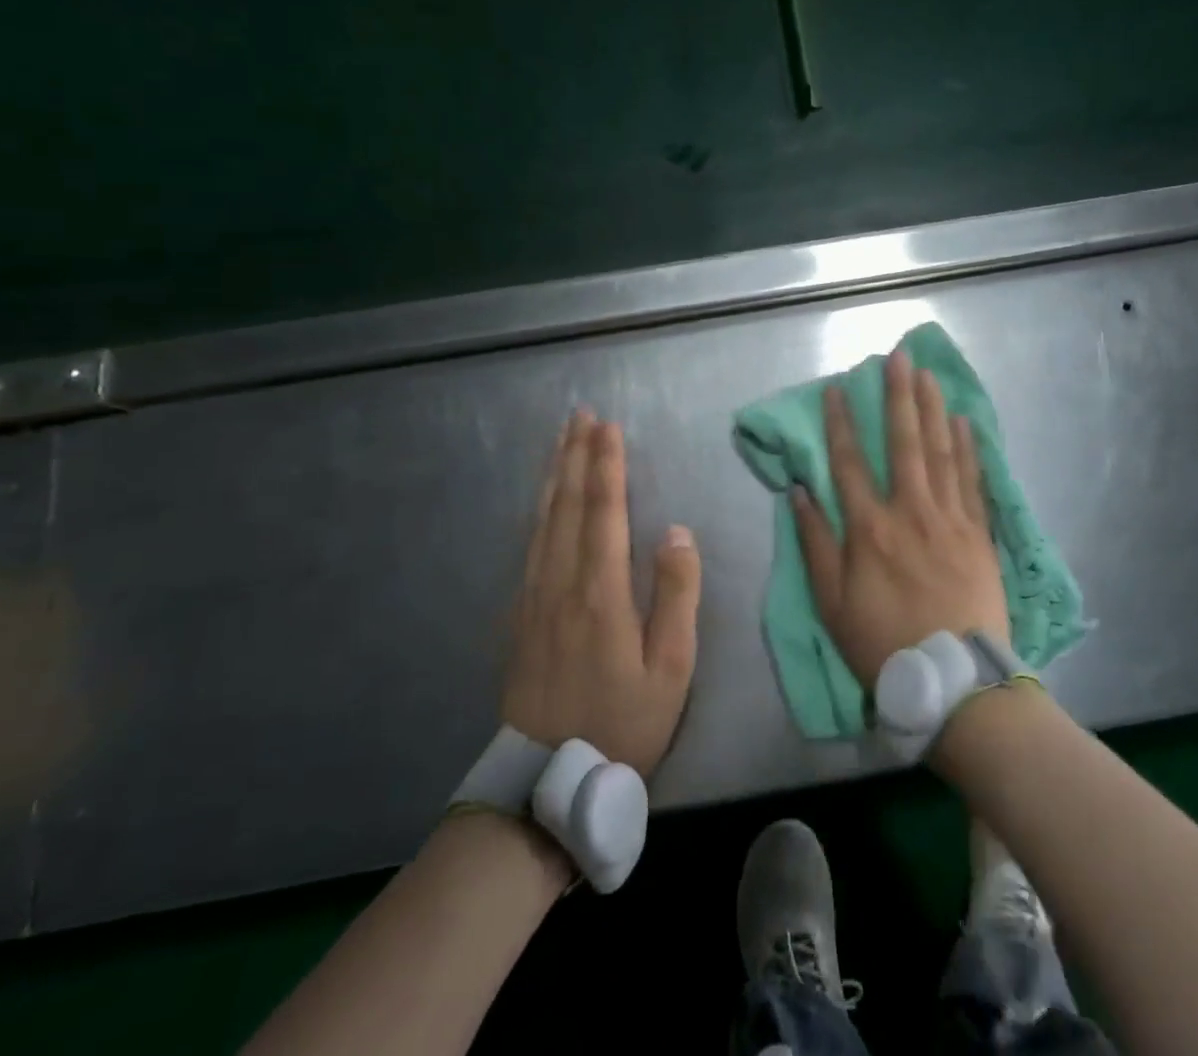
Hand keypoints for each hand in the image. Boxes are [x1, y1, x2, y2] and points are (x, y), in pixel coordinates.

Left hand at [501, 411, 701, 776]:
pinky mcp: (519, 615)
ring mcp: (534, 598)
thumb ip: (677, 595)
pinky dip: (538, 511)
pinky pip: (529, 546)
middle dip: (576, 456)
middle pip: (568, 505)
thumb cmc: (624, 723)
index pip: (605, 513)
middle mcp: (561, 583)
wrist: (548, 782)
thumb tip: (677, 532)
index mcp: (600, 592)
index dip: (608, 467)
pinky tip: (542, 500)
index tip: (609, 427)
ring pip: (543, 521)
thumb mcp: (671, 668)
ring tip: (561, 440)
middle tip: (580, 415)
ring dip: (554, 475)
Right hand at [791, 350, 1009, 685]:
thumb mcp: (832, 603)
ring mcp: (949, 518)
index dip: (840, 423)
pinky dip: (969, 447)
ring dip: (932, 409)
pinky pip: (972, 479)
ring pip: (940, 451)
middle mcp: (909, 511)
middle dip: (898, 396)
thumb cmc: (883, 642)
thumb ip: (816, 544)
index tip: (838, 388)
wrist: (955, 679)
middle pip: (903, 442)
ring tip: (928, 374)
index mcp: (869, 528)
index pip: (849, 463)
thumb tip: (800, 492)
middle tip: (897, 356)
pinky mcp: (978, 532)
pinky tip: (964, 420)